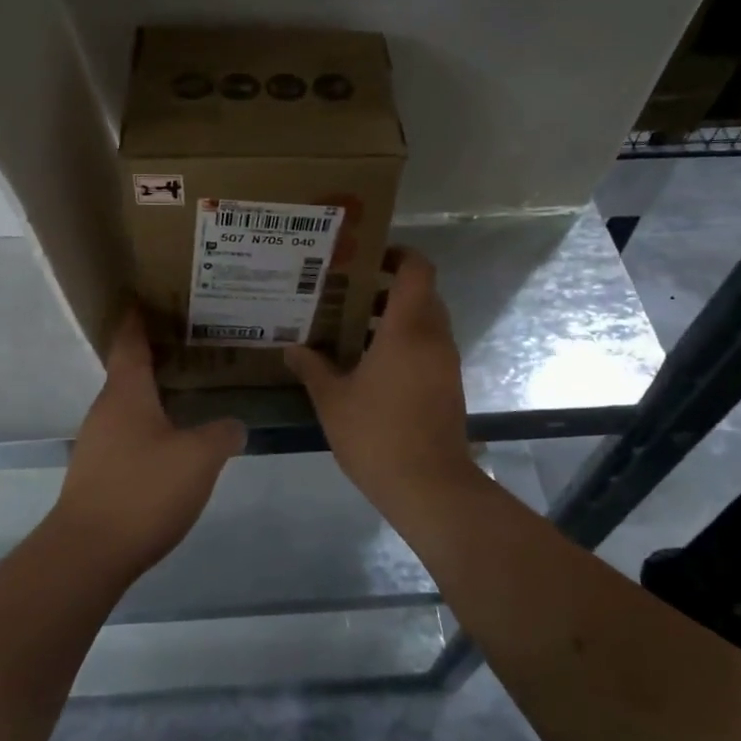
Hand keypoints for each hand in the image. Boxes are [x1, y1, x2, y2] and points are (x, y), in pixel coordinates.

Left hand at [52, 310, 245, 574]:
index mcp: (126, 393)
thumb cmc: (143, 490)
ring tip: (188, 391)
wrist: (89, 552)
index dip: (137, 318)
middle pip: (129, 372)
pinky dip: (149, 426)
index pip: (130, 342)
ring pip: (128, 406)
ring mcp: (97, 443)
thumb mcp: (198, 458)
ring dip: (153, 394)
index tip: (144, 296)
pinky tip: (172, 441)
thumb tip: (233, 425)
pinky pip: (127, 435)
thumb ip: (222, 434)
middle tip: (191, 345)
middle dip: (155, 356)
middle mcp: (106, 410)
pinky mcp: (98, 474)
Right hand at [285, 249, 477, 515]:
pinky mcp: (448, 387)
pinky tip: (369, 366)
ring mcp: (445, 364)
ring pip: (425, 324)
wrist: (429, 487)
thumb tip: (291, 348)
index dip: (398, 254)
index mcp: (408, 330)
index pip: (417, 270)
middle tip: (347, 294)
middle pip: (421, 294)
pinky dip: (404, 345)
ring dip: (394, 320)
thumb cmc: (377, 435)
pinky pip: (428, 349)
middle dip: (387, 289)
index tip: (367, 258)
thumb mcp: (332, 400)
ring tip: (351, 330)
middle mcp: (434, 339)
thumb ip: (312, 368)